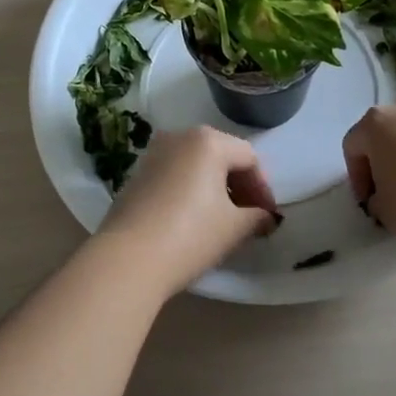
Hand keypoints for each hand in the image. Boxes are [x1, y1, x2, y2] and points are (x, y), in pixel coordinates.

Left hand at [97, 126, 280, 296]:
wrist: (127, 258)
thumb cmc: (190, 235)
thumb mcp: (234, 228)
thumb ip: (257, 217)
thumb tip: (266, 217)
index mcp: (208, 141)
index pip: (248, 158)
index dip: (263, 188)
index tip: (268, 217)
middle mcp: (179, 137)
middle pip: (221, 155)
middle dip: (239, 186)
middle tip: (249, 217)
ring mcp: (153, 154)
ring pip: (195, 165)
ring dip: (213, 188)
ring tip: (222, 220)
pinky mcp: (135, 175)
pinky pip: (174, 175)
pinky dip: (189, 190)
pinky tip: (192, 219)